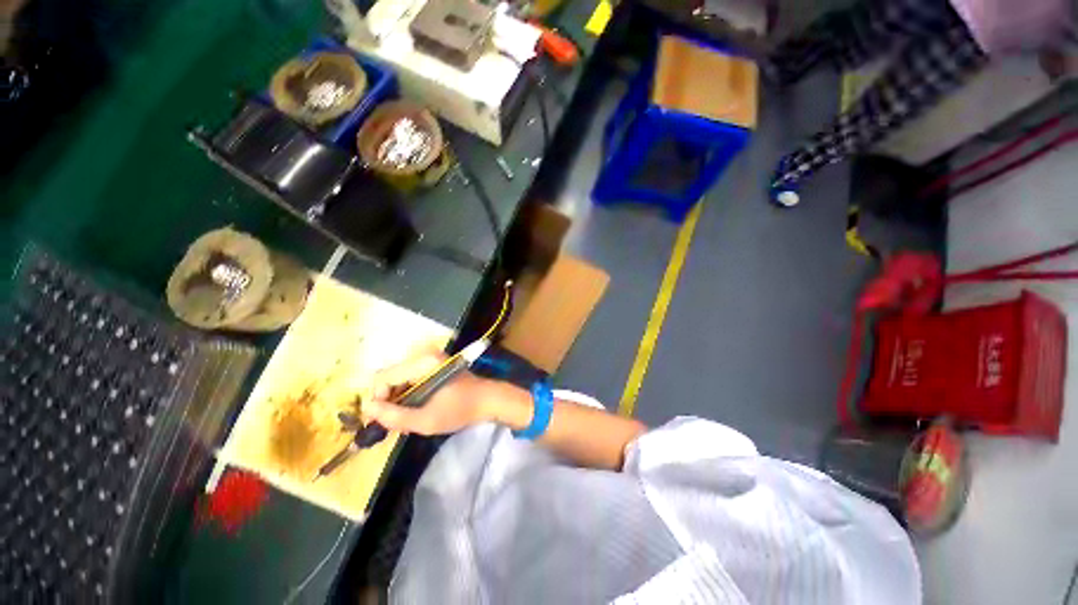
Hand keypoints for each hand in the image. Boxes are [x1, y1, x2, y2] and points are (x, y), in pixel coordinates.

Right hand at [364, 350, 503, 435]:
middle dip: (388, 402)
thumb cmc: (460, 409)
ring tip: (407, 420)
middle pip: (389, 377)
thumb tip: (366, 409)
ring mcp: (428, 358)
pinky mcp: (432, 364)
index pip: (382, 378)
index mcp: (423, 363)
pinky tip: (415, 409)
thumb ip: (394, 417)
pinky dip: (407, 394)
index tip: (382, 421)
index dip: (377, 400)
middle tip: (396, 424)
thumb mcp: (426, 421)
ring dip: (397, 400)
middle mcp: (423, 355)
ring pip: (398, 379)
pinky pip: (409, 378)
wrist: (487, 399)